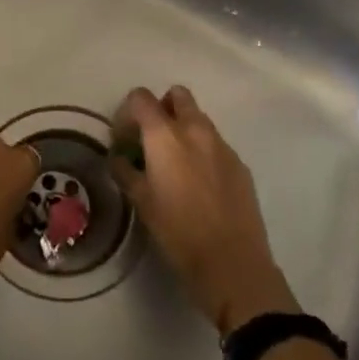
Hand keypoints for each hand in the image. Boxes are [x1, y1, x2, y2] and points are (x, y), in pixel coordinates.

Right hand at [111, 86, 297, 333]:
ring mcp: (222, 145)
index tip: (124, 139)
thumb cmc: (177, 231)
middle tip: (150, 141)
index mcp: (165, 136)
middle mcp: (195, 130)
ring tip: (174, 165)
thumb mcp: (141, 202)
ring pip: (199, 119)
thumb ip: (125, 171)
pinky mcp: (240, 164)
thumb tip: (119, 157)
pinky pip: (216, 144)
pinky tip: (198, 184)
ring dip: (183, 129)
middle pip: (177, 96)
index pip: (141, 98)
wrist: (232, 263)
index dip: (128, 112)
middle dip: (161, 109)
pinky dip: (202, 151)